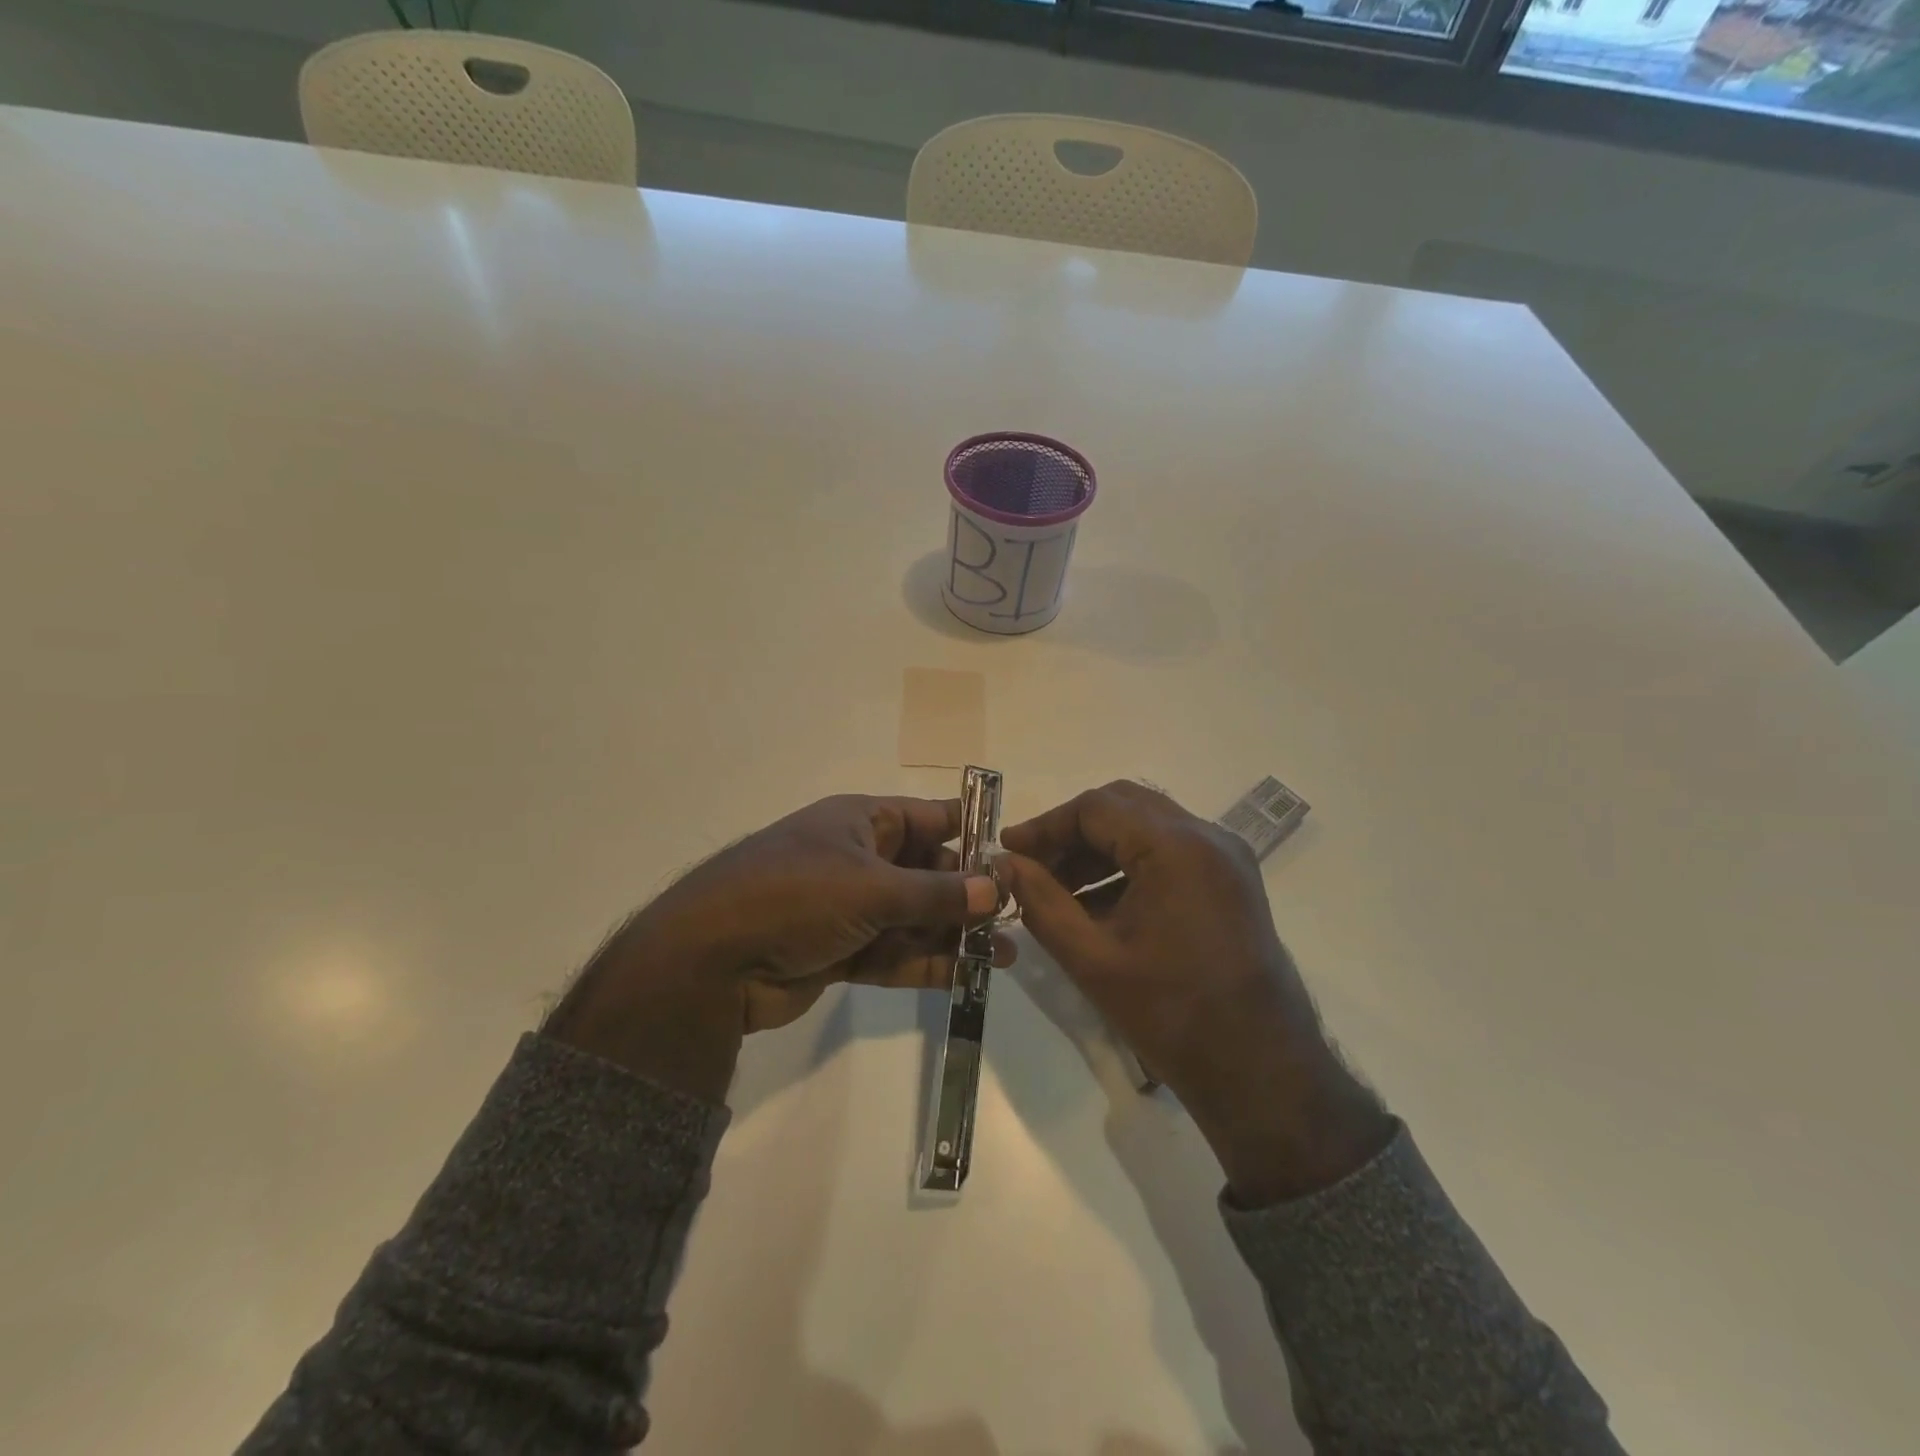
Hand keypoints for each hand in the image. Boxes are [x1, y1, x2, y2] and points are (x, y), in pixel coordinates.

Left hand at [546, 795, 1007, 1099]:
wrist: (711, 960)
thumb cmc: (795, 896)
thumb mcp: (872, 888)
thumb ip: (937, 893)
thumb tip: (997, 888)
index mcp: (861, 822)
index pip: (928, 818)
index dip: (970, 834)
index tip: (1013, 856)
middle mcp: (857, 859)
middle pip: (925, 872)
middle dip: (967, 894)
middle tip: (1015, 916)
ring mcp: (847, 907)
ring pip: (913, 917)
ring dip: (954, 934)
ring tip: (1005, 954)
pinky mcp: (839, 951)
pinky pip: (893, 952)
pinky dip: (926, 963)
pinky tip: (969, 974)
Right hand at [999, 781, 1392, 1204]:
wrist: (1260, 1071)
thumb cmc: (1172, 1014)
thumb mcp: (1092, 958)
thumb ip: (1041, 902)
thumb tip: (1005, 864)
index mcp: (1177, 846)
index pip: (1096, 807)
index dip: (1046, 826)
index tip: (1009, 853)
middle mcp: (1208, 836)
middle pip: (1124, 807)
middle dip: (1071, 833)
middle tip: (1032, 867)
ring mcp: (1226, 858)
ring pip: (1147, 827)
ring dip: (1099, 850)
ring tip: (1057, 891)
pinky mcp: (1232, 881)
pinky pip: (1170, 852)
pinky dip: (1129, 866)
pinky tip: (1098, 905)